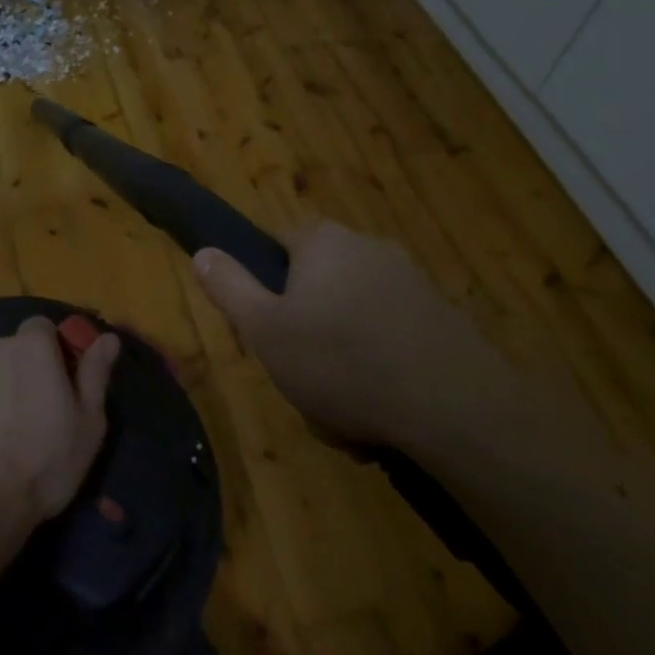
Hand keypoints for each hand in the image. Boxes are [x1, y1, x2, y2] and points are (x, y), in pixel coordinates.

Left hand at [0, 317, 119, 530]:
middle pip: (5, 350)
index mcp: (30, 347)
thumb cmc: (41, 466)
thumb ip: (95, 374)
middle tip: (21, 417)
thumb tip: (108, 338)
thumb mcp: (87, 425)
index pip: (41, 328)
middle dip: (13, 373)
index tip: (52, 384)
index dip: (49, 353)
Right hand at [192, 221, 511, 450]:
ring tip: (342, 413)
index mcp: (323, 241)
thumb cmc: (339, 361)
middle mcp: (368, 247)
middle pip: (316, 288)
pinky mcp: (442, 317)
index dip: (264, 287)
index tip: (265, 329)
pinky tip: (381, 414)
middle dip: (305, 335)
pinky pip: (391, 340)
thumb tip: (202, 251)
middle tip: (302, 379)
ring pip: (352, 322)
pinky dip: (380, 371)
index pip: (277, 245)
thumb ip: (229, 286)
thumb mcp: (264, 329)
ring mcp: (411, 281)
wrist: (452, 406)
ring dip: (341, 363)